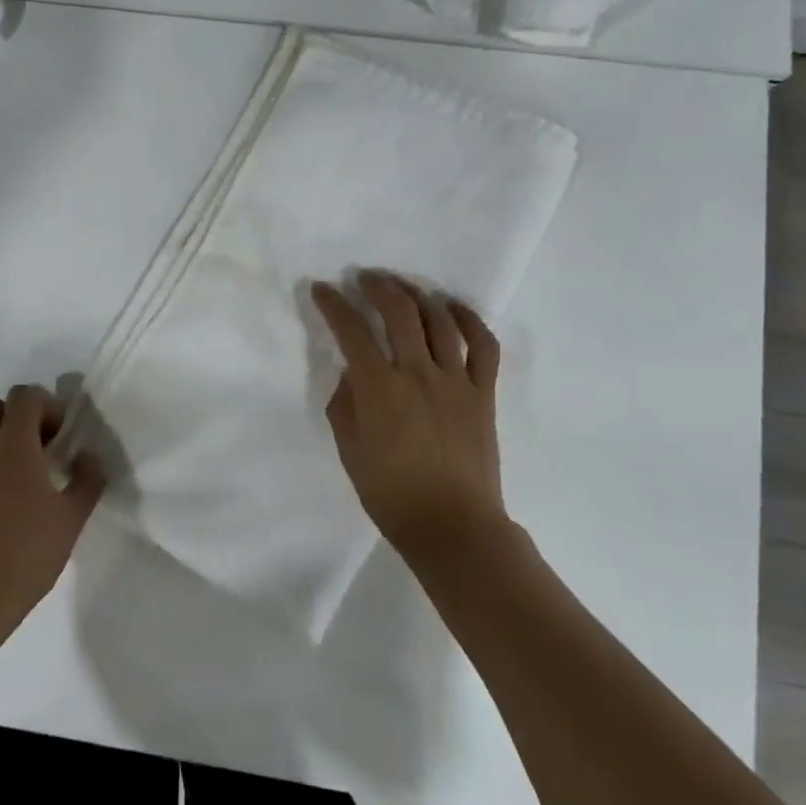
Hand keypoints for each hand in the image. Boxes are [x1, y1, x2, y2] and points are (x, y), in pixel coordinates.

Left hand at [0, 384, 105, 631]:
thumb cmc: (29, 553)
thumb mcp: (73, 517)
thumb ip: (87, 479)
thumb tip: (86, 456)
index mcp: (13, 446)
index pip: (23, 395)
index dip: (45, 406)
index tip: (58, 436)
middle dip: (14, 416)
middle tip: (34, 447)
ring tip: (9, 470)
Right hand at [311, 271, 509, 557]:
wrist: (453, 527)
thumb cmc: (391, 495)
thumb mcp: (350, 450)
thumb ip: (345, 405)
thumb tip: (352, 374)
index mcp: (380, 390)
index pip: (352, 332)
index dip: (334, 305)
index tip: (322, 289)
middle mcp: (418, 374)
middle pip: (399, 312)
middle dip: (378, 287)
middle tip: (364, 278)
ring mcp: (456, 381)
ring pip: (440, 319)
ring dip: (418, 294)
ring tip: (403, 287)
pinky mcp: (482, 393)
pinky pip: (483, 345)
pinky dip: (469, 319)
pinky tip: (452, 307)